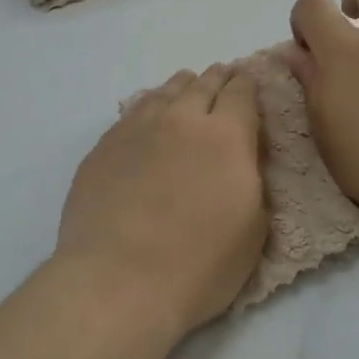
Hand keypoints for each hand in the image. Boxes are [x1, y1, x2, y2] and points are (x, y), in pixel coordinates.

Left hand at [55, 64, 266, 334]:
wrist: (118, 281)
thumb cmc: (198, 266)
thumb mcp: (253, 228)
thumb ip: (251, 179)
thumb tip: (242, 157)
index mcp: (226, 136)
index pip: (242, 93)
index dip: (249, 85)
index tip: (250, 84)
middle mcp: (181, 118)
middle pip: (203, 83)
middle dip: (218, 79)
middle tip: (223, 77)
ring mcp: (137, 127)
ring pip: (165, 92)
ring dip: (182, 88)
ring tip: (187, 88)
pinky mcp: (104, 145)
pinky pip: (134, 111)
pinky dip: (150, 106)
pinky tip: (149, 116)